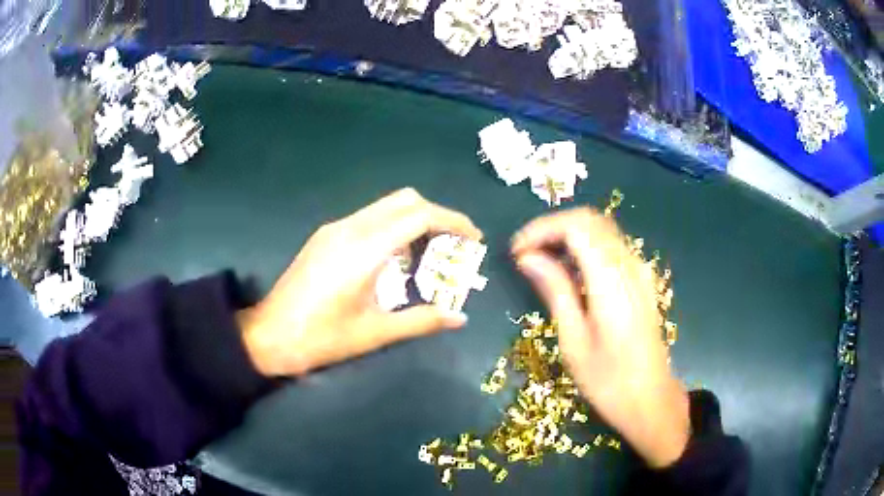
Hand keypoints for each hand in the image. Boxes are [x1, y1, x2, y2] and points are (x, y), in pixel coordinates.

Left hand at [237, 188, 482, 376]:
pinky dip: (394, 228)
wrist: (269, 335)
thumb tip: (460, 318)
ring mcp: (335, 229)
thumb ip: (422, 320)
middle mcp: (350, 228)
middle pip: (406, 200)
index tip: (474, 239)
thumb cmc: (322, 337)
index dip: (453, 222)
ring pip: (387, 206)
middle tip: (454, 247)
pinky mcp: (326, 236)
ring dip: (415, 222)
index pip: (420, 215)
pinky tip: (395, 260)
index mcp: (364, 249)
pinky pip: (369, 218)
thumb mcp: (375, 332)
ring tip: (429, 256)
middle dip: (437, 217)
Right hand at [511, 208, 689, 468]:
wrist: (650, 399)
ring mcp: (639, 271)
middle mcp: (630, 265)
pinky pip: (611, 248)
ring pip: (601, 231)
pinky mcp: (641, 280)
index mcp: (611, 279)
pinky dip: (585, 248)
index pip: (576, 226)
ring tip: (540, 262)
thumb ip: (554, 290)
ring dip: (568, 236)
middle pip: (590, 220)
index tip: (516, 251)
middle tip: (525, 254)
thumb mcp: (573, 339)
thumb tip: (527, 257)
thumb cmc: (608, 380)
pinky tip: (569, 273)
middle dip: (553, 228)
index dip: (542, 229)